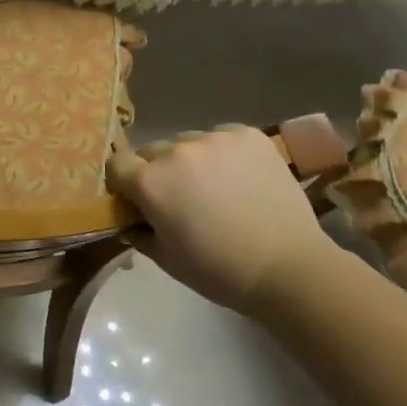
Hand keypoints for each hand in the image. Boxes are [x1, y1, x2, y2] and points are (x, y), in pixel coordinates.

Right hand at [107, 126, 337, 311]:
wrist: (289, 268)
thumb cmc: (220, 271)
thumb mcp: (166, 260)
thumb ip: (138, 232)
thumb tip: (130, 220)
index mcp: (149, 182)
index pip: (117, 163)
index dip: (124, 182)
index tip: (138, 199)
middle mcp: (176, 151)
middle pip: (152, 152)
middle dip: (158, 172)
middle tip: (181, 199)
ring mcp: (214, 138)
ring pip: (187, 142)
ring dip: (191, 161)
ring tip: (217, 187)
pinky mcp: (247, 134)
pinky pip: (221, 136)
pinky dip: (223, 153)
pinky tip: (241, 177)